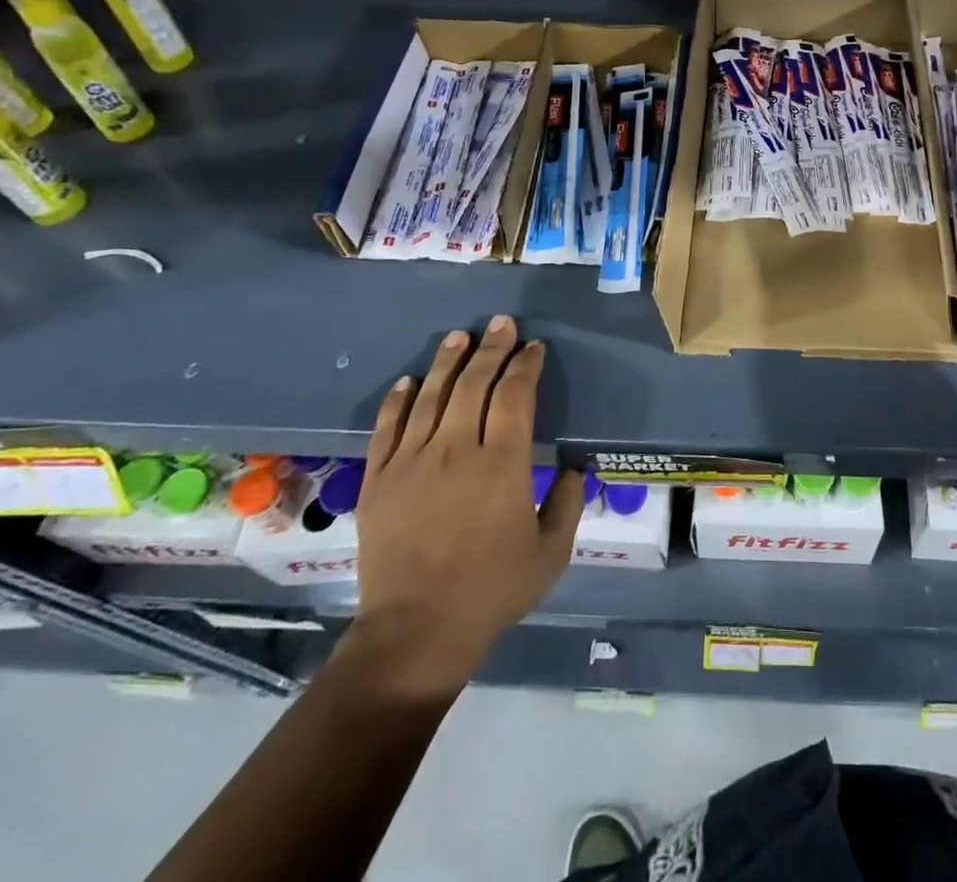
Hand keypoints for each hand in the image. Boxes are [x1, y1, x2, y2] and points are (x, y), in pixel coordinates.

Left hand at [345, 316, 582, 699]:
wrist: (415, 632)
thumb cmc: (492, 590)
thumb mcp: (551, 552)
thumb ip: (569, 502)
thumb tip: (577, 467)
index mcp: (503, 464)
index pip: (515, 396)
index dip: (526, 366)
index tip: (534, 348)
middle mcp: (456, 450)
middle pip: (474, 384)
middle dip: (491, 349)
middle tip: (501, 324)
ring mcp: (412, 462)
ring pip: (432, 396)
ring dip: (448, 361)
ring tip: (459, 336)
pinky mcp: (379, 480)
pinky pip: (388, 427)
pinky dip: (400, 399)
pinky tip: (410, 380)